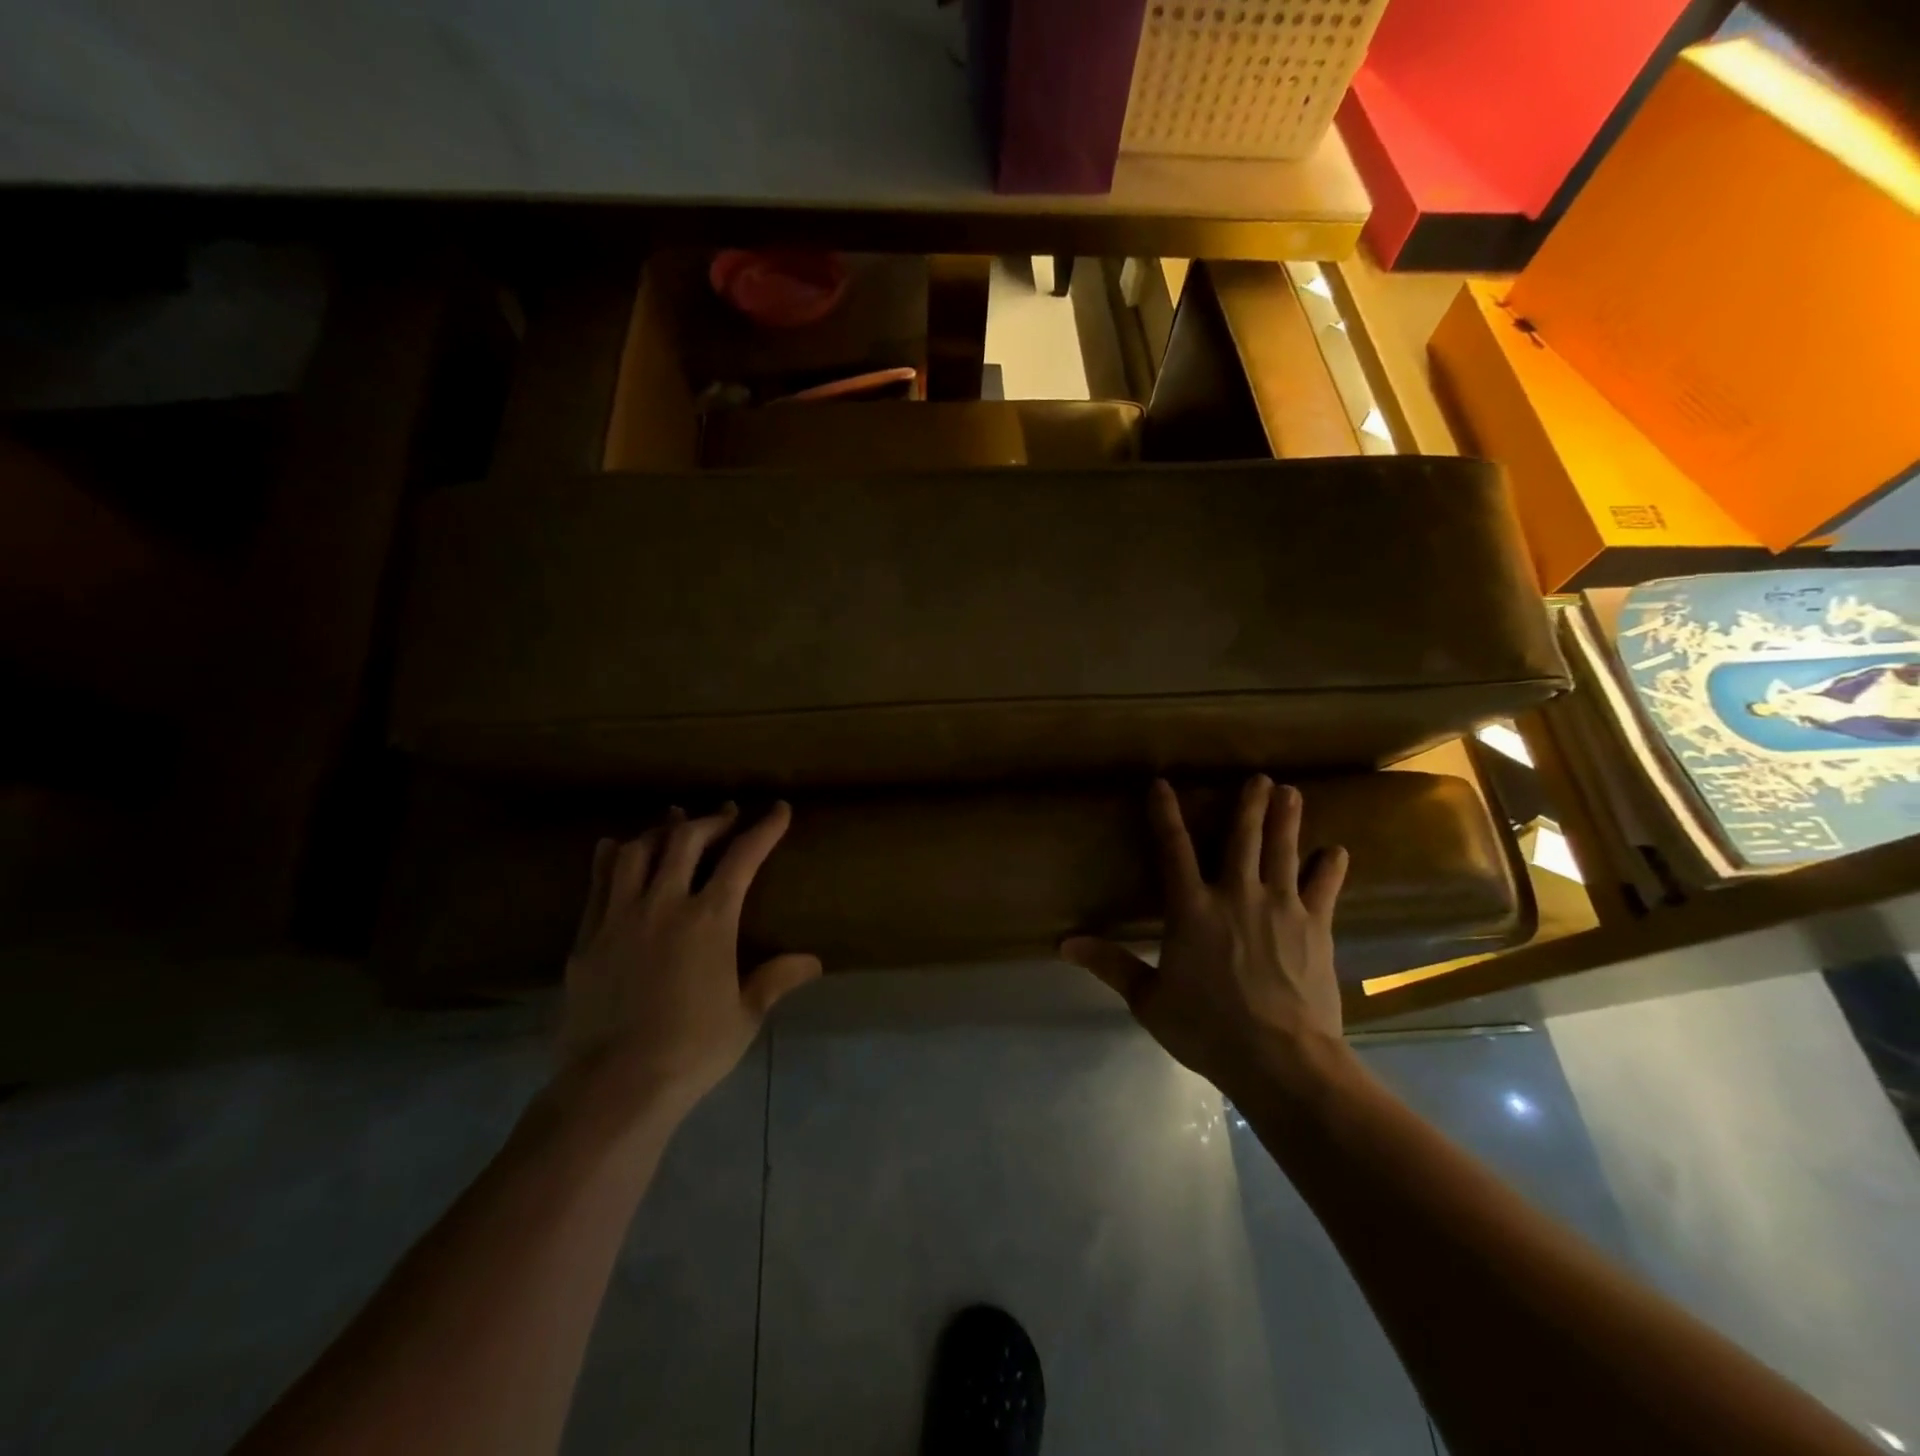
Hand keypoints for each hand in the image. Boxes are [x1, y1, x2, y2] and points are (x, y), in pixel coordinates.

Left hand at [559, 802, 820, 1120]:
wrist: (613, 1086)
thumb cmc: (692, 1050)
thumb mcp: (745, 1015)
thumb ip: (776, 979)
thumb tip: (813, 962)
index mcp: (710, 919)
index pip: (743, 857)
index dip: (764, 828)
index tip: (779, 809)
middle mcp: (664, 904)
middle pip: (687, 840)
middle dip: (712, 820)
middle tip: (727, 814)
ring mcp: (620, 917)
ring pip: (639, 852)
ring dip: (662, 830)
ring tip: (674, 824)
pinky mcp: (588, 937)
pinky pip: (599, 882)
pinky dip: (612, 857)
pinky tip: (617, 847)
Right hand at [1061, 776, 1351, 1098]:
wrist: (1282, 1060)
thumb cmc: (1208, 1029)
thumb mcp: (1149, 1000)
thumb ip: (1111, 964)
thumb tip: (1065, 943)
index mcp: (1192, 908)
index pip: (1173, 848)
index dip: (1165, 814)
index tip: (1162, 784)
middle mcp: (1237, 895)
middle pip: (1242, 838)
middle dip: (1249, 805)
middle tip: (1259, 778)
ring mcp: (1281, 907)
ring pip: (1283, 851)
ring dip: (1286, 819)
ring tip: (1292, 792)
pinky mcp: (1316, 927)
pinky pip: (1324, 887)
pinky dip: (1330, 867)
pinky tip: (1336, 851)